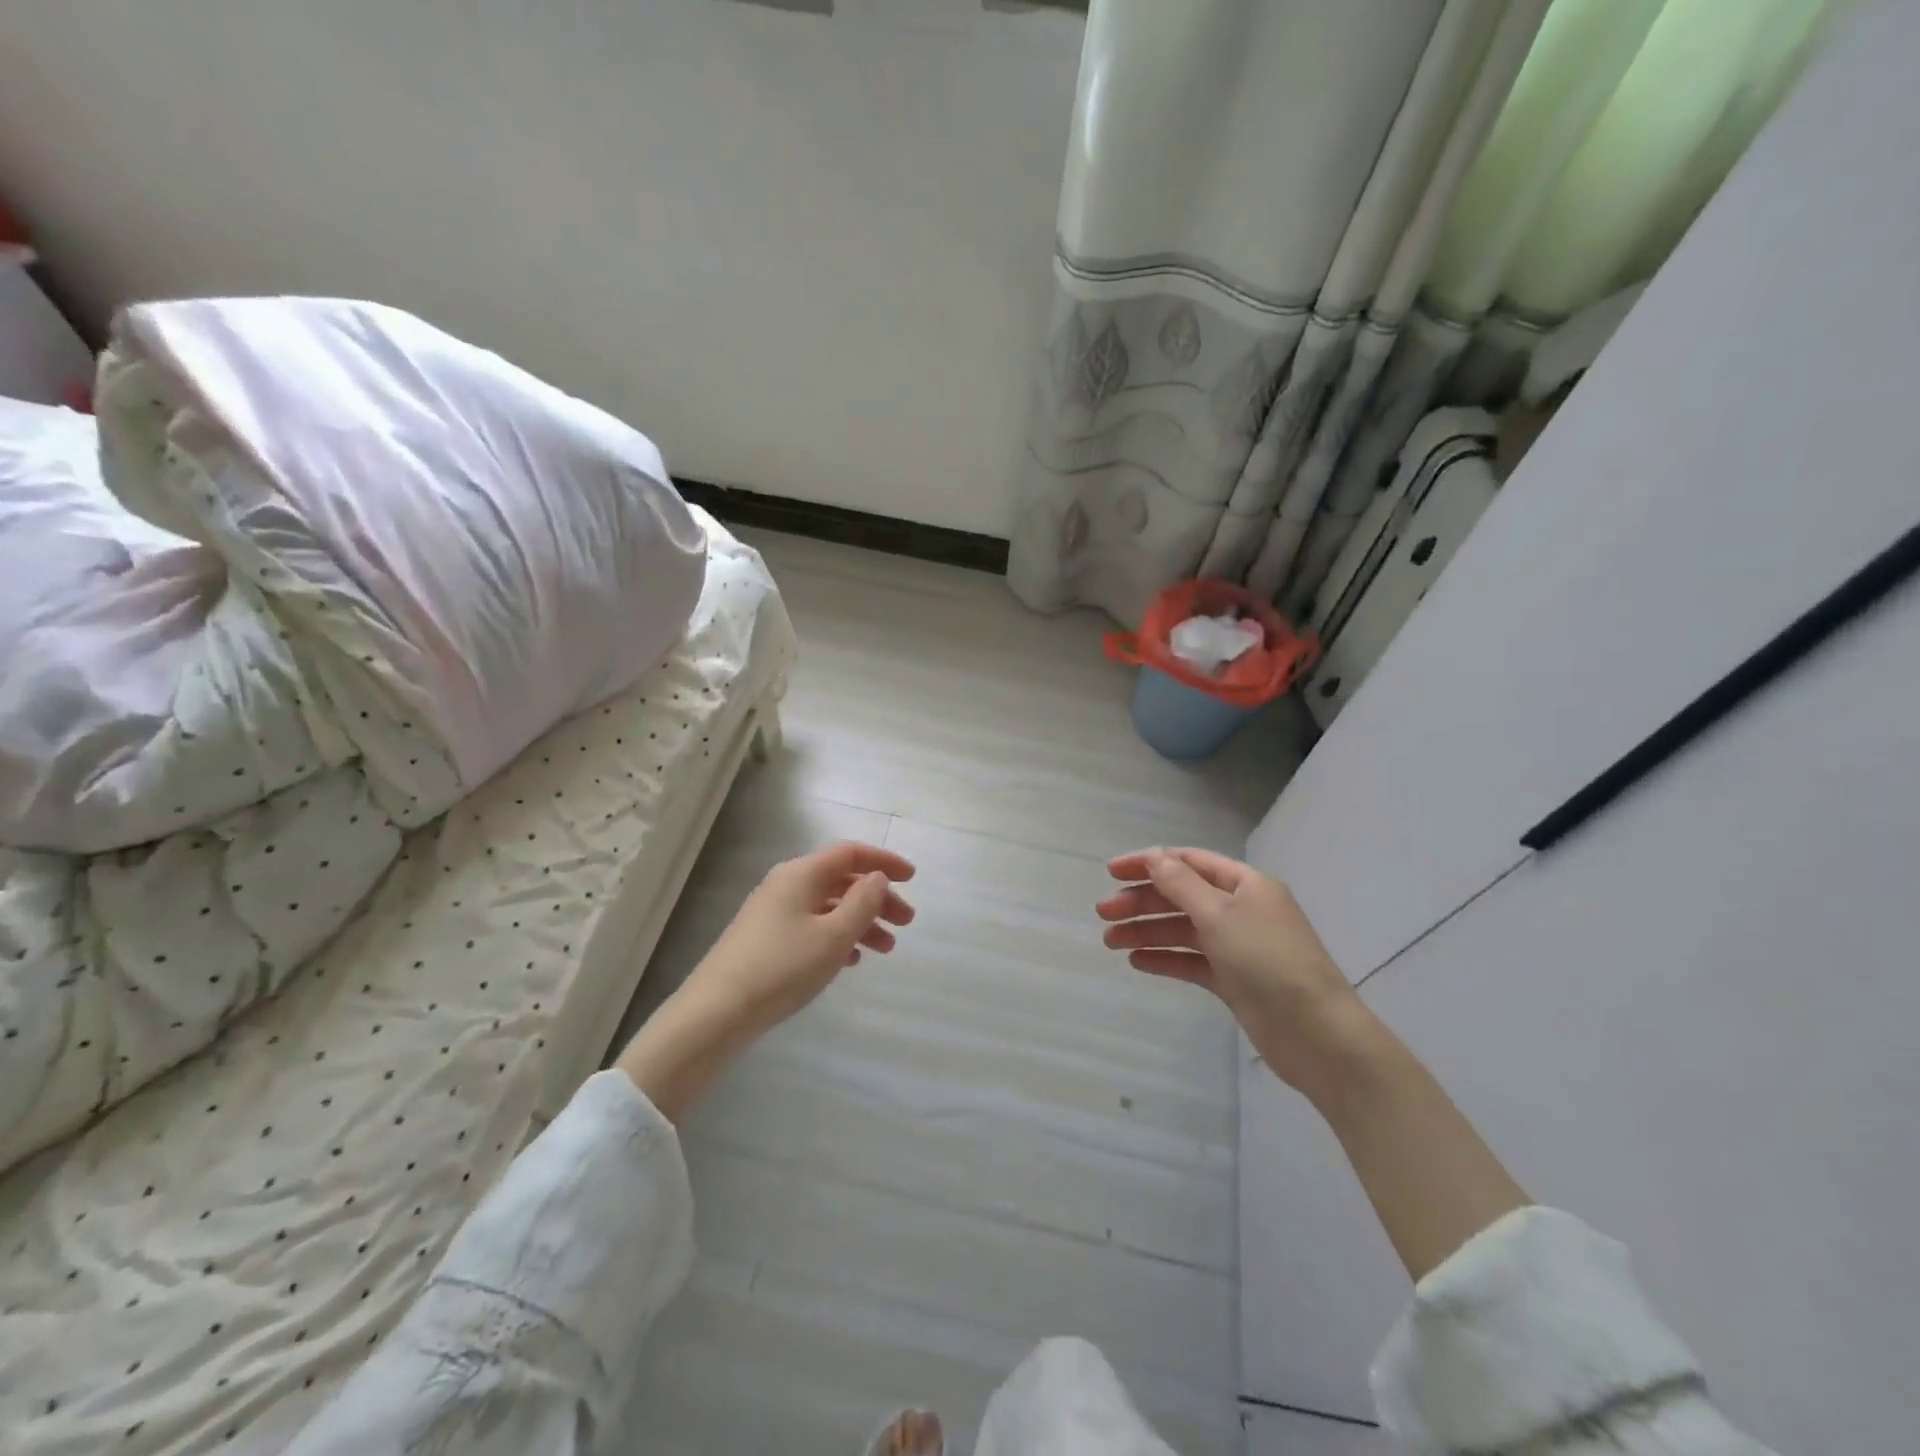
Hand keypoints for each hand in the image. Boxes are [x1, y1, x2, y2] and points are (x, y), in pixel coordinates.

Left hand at [690, 841, 916, 1034]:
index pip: (850, 853)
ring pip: (828, 906)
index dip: (884, 862)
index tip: (912, 878)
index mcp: (802, 874)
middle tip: (906, 923)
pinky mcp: (766, 939)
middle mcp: (786, 885)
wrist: (716, 1012)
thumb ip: (863, 902)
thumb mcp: (834, 936)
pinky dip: (837, 936)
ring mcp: (773, 912)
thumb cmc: (782, 967)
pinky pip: (812, 926)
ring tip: (886, 949)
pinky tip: (851, 961)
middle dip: (877, 898)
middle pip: (842, 880)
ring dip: (861, 921)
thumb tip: (877, 878)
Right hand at [1097, 847, 1375, 1099]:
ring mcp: (1238, 946)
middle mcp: (1241, 910)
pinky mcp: (1234, 980)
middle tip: (1103, 913)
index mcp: (1245, 884)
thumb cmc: (1268, 960)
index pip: (1188, 862)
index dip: (1149, 863)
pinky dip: (1165, 959)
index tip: (1111, 872)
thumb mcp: (1219, 914)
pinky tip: (1138, 962)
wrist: (1316, 1034)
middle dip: (1141, 902)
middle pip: (1181, 896)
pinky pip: (1192, 961)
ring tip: (1110, 942)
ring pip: (1182, 931)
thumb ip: (1181, 884)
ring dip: (1146, 932)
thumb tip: (1154, 855)